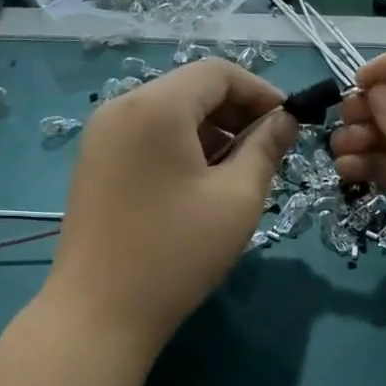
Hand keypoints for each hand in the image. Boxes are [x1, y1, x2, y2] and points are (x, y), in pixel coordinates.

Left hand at [46, 59, 298, 366]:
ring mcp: (101, 137)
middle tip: (271, 151)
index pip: (218, 72)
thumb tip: (285, 121)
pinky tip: (202, 185)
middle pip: (191, 89)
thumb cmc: (177, 252)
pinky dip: (182, 147)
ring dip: (212, 132)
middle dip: (237, 113)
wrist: (99, 313)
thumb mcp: (237, 198)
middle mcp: (121, 108)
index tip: (290, 124)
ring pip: (170, 114)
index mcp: (156, 106)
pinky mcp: (94, 165)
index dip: (261, 91)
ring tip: (241, 172)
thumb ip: (266, 149)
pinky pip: (148, 137)